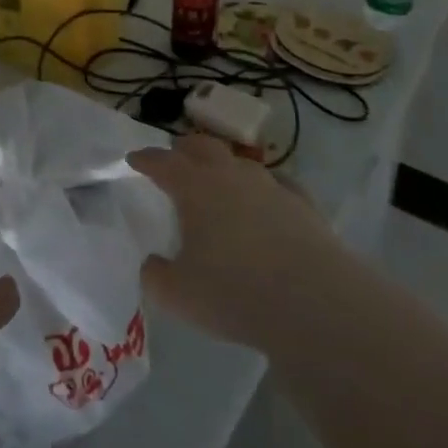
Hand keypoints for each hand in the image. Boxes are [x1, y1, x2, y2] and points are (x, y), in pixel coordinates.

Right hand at [129, 133, 346, 353]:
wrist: (314, 301)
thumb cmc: (235, 293)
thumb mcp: (178, 295)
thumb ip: (156, 277)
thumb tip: (153, 264)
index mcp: (194, 187)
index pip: (162, 162)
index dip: (145, 159)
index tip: (134, 158)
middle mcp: (230, 175)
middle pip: (202, 146)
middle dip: (184, 149)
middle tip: (174, 156)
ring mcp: (270, 185)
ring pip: (240, 162)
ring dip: (224, 165)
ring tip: (219, 180)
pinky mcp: (302, 204)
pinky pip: (277, 184)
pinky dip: (263, 188)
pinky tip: (266, 200)